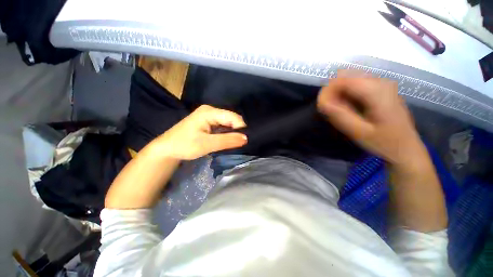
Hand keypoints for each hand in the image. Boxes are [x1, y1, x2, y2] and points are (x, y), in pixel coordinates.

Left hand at [152, 105, 246, 159]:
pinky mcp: (208, 122)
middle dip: (237, 130)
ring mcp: (209, 116)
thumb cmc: (184, 145)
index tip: (243, 141)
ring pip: (228, 123)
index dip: (240, 128)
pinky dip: (227, 133)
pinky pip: (223, 126)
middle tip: (239, 143)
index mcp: (210, 112)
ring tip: (234, 143)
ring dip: (232, 133)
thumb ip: (227, 140)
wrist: (167, 149)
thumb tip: (246, 138)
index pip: (233, 117)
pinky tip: (227, 140)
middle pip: (231, 119)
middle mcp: (211, 111)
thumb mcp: (207, 144)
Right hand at [317, 75, 426, 165]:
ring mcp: (382, 83)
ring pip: (349, 78)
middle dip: (332, 92)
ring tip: (339, 110)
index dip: (327, 91)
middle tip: (331, 110)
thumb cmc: (384, 142)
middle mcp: (380, 81)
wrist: (406, 147)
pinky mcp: (381, 88)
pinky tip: (349, 107)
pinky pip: (356, 83)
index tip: (323, 107)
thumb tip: (322, 102)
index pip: (342, 79)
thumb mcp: (359, 132)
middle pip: (345, 76)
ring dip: (338, 93)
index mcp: (377, 91)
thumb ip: (340, 116)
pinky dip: (346, 93)